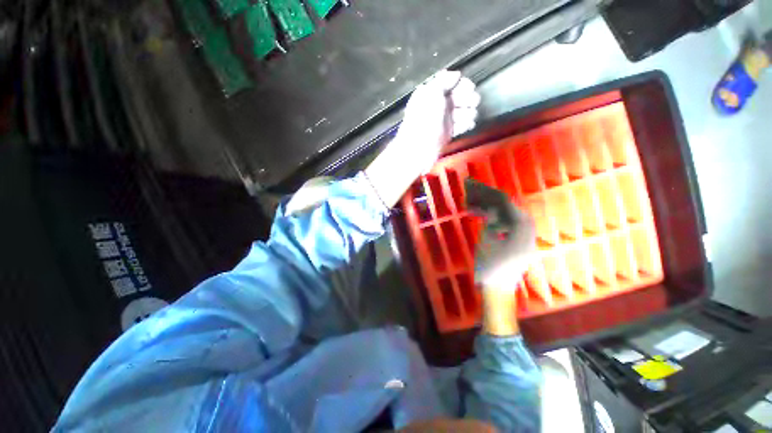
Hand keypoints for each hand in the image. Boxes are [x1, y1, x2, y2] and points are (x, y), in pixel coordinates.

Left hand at [393, 70, 480, 174]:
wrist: (420, 145)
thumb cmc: (423, 116)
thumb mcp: (431, 93)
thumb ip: (444, 81)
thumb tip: (456, 73)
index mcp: (433, 90)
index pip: (455, 82)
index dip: (464, 85)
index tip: (469, 88)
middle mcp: (441, 102)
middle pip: (465, 95)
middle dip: (468, 100)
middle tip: (464, 105)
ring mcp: (447, 116)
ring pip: (468, 110)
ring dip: (467, 113)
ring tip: (459, 119)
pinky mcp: (452, 129)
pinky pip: (466, 123)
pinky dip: (466, 124)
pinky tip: (461, 126)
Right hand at [473, 202, 535, 336]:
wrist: (498, 291)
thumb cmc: (491, 266)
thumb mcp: (486, 238)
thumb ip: (489, 218)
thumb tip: (490, 206)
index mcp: (521, 225)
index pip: (503, 201)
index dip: (485, 193)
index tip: (471, 187)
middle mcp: (528, 227)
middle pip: (507, 207)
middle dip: (488, 199)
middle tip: (471, 193)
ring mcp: (527, 236)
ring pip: (508, 215)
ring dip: (491, 210)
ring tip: (473, 205)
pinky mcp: (522, 244)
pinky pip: (510, 226)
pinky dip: (497, 220)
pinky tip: (484, 218)